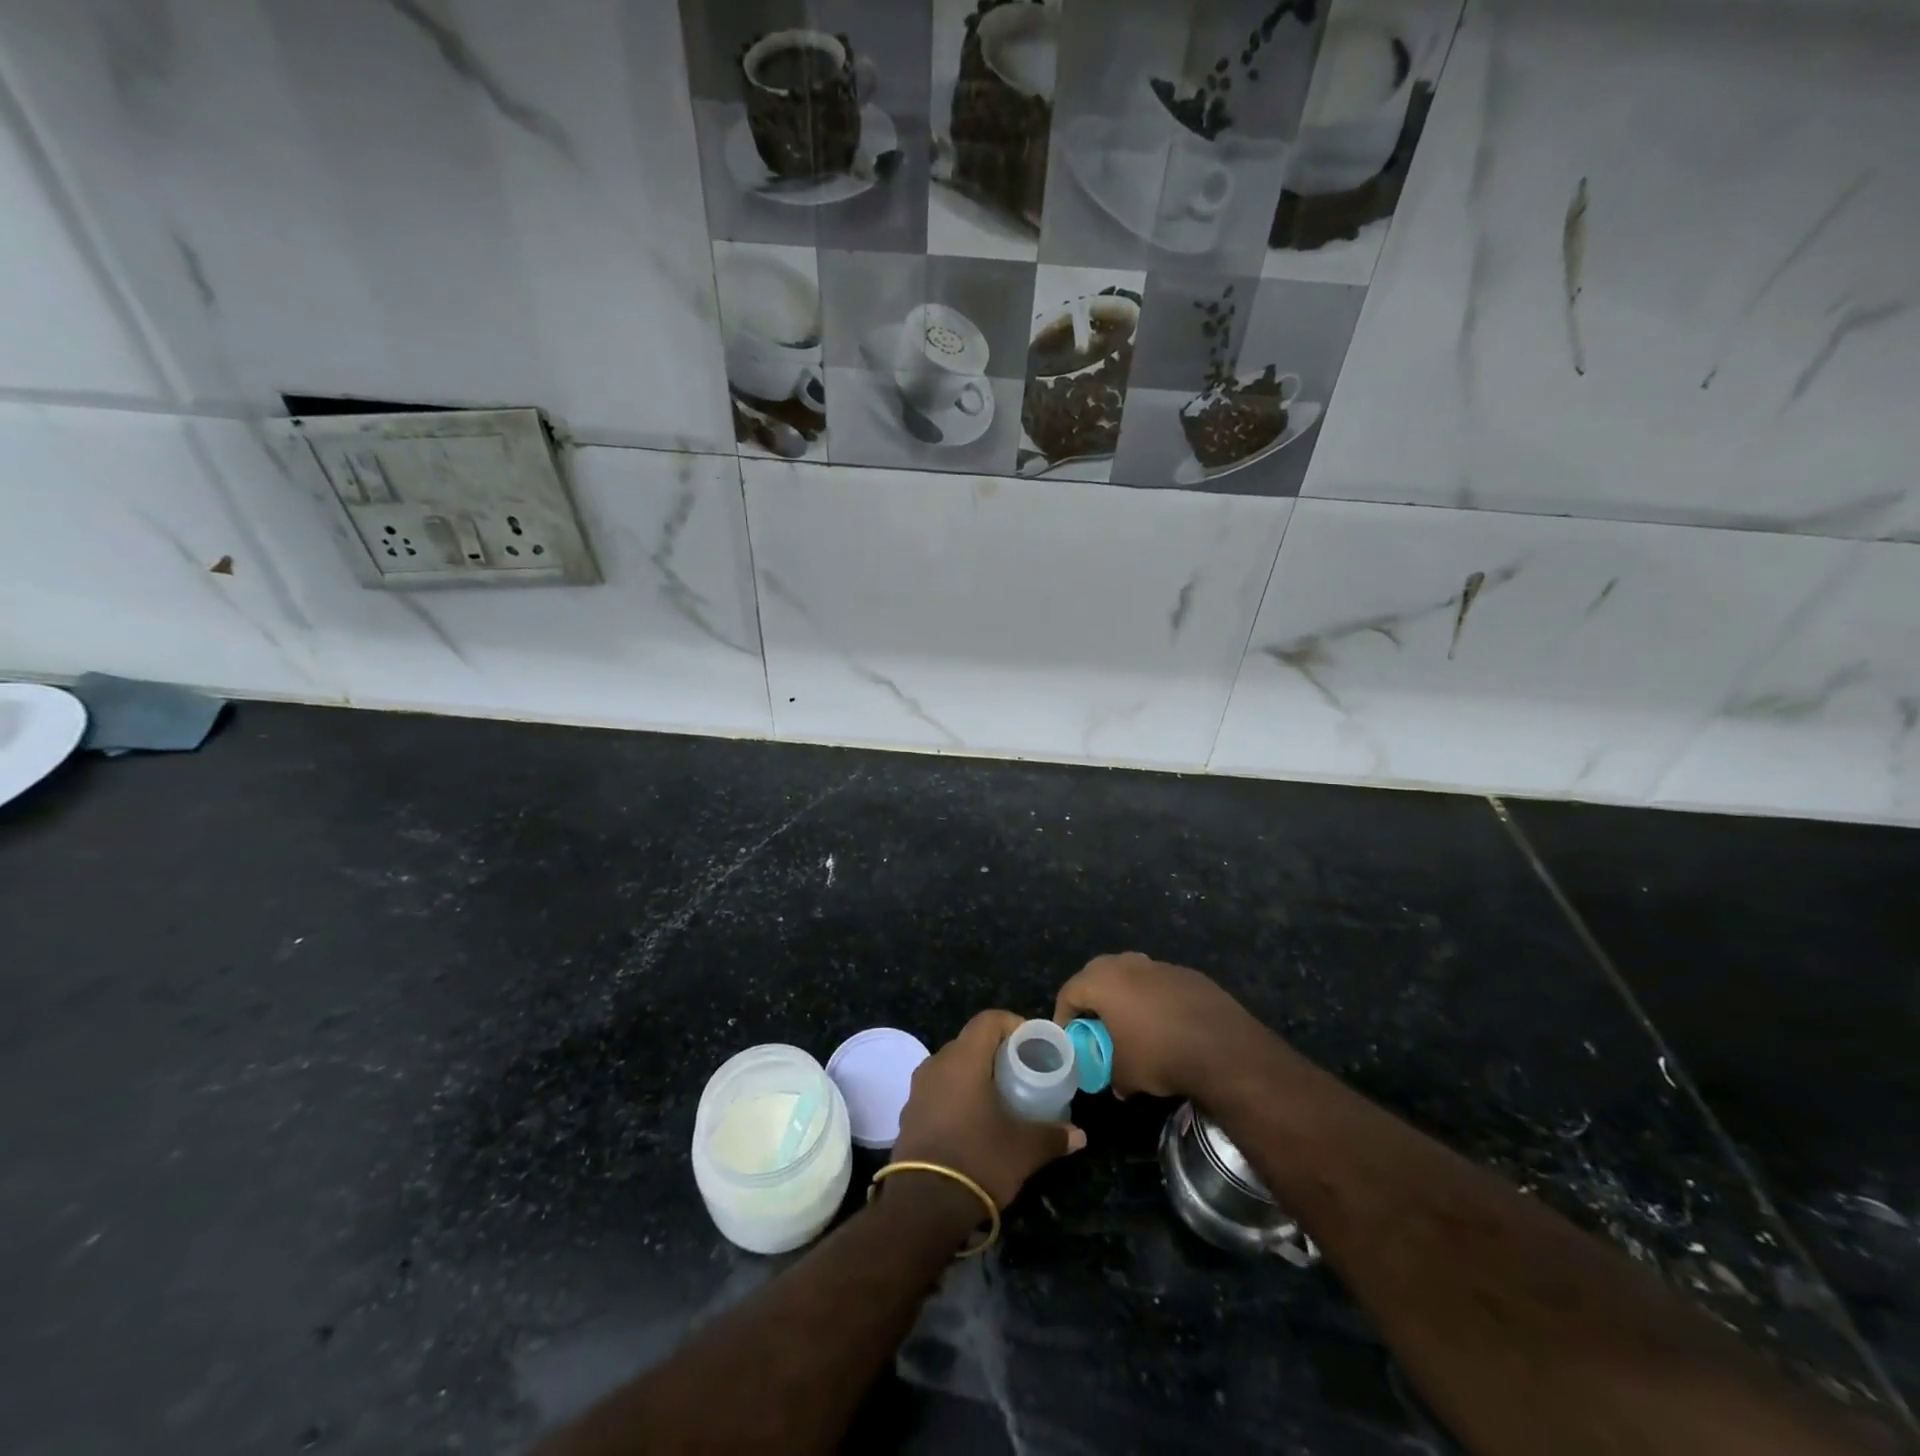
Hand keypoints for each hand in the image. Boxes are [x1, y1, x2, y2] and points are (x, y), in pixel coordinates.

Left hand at [891, 1010, 1085, 1210]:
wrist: (923, 1206)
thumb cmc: (978, 1161)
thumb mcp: (1024, 1149)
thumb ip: (1053, 1136)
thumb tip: (1079, 1135)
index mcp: (963, 1059)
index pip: (988, 1020)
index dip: (1013, 1024)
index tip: (1032, 1044)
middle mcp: (937, 1064)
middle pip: (970, 1040)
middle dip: (996, 1050)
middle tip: (1021, 1070)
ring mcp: (918, 1088)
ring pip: (952, 1065)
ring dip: (975, 1072)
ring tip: (999, 1095)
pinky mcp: (909, 1112)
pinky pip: (938, 1088)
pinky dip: (957, 1092)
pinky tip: (973, 1119)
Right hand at [1053, 952, 1274, 1100]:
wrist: (1223, 1048)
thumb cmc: (1160, 1055)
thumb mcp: (1125, 1074)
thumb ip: (1111, 1074)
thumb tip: (1116, 1082)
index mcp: (1103, 981)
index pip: (1069, 991)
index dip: (1064, 1015)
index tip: (1069, 1037)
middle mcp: (1128, 964)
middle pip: (1097, 975)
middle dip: (1093, 999)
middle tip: (1095, 1026)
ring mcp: (1160, 965)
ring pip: (1131, 975)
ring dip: (1126, 996)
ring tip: (1132, 1024)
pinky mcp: (1188, 974)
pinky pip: (1159, 984)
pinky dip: (1155, 1000)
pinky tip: (1166, 1025)